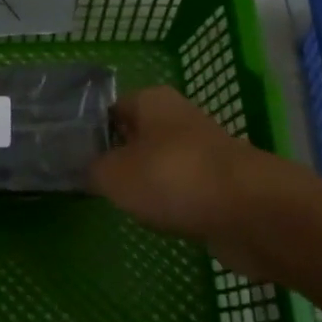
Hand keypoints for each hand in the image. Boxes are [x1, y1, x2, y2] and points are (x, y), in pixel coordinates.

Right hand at [87, 86, 316, 281]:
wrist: (251, 213)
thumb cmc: (172, 178)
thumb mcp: (112, 174)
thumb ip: (92, 170)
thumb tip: (89, 171)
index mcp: (151, 100)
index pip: (110, 109)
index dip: (90, 131)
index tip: (70, 155)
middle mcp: (178, 119)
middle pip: (137, 137)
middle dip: (118, 158)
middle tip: (90, 182)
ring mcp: (204, 153)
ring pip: (161, 166)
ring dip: (146, 184)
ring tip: (121, 204)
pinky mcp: (222, 187)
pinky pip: (184, 192)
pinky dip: (172, 204)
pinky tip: (159, 221)